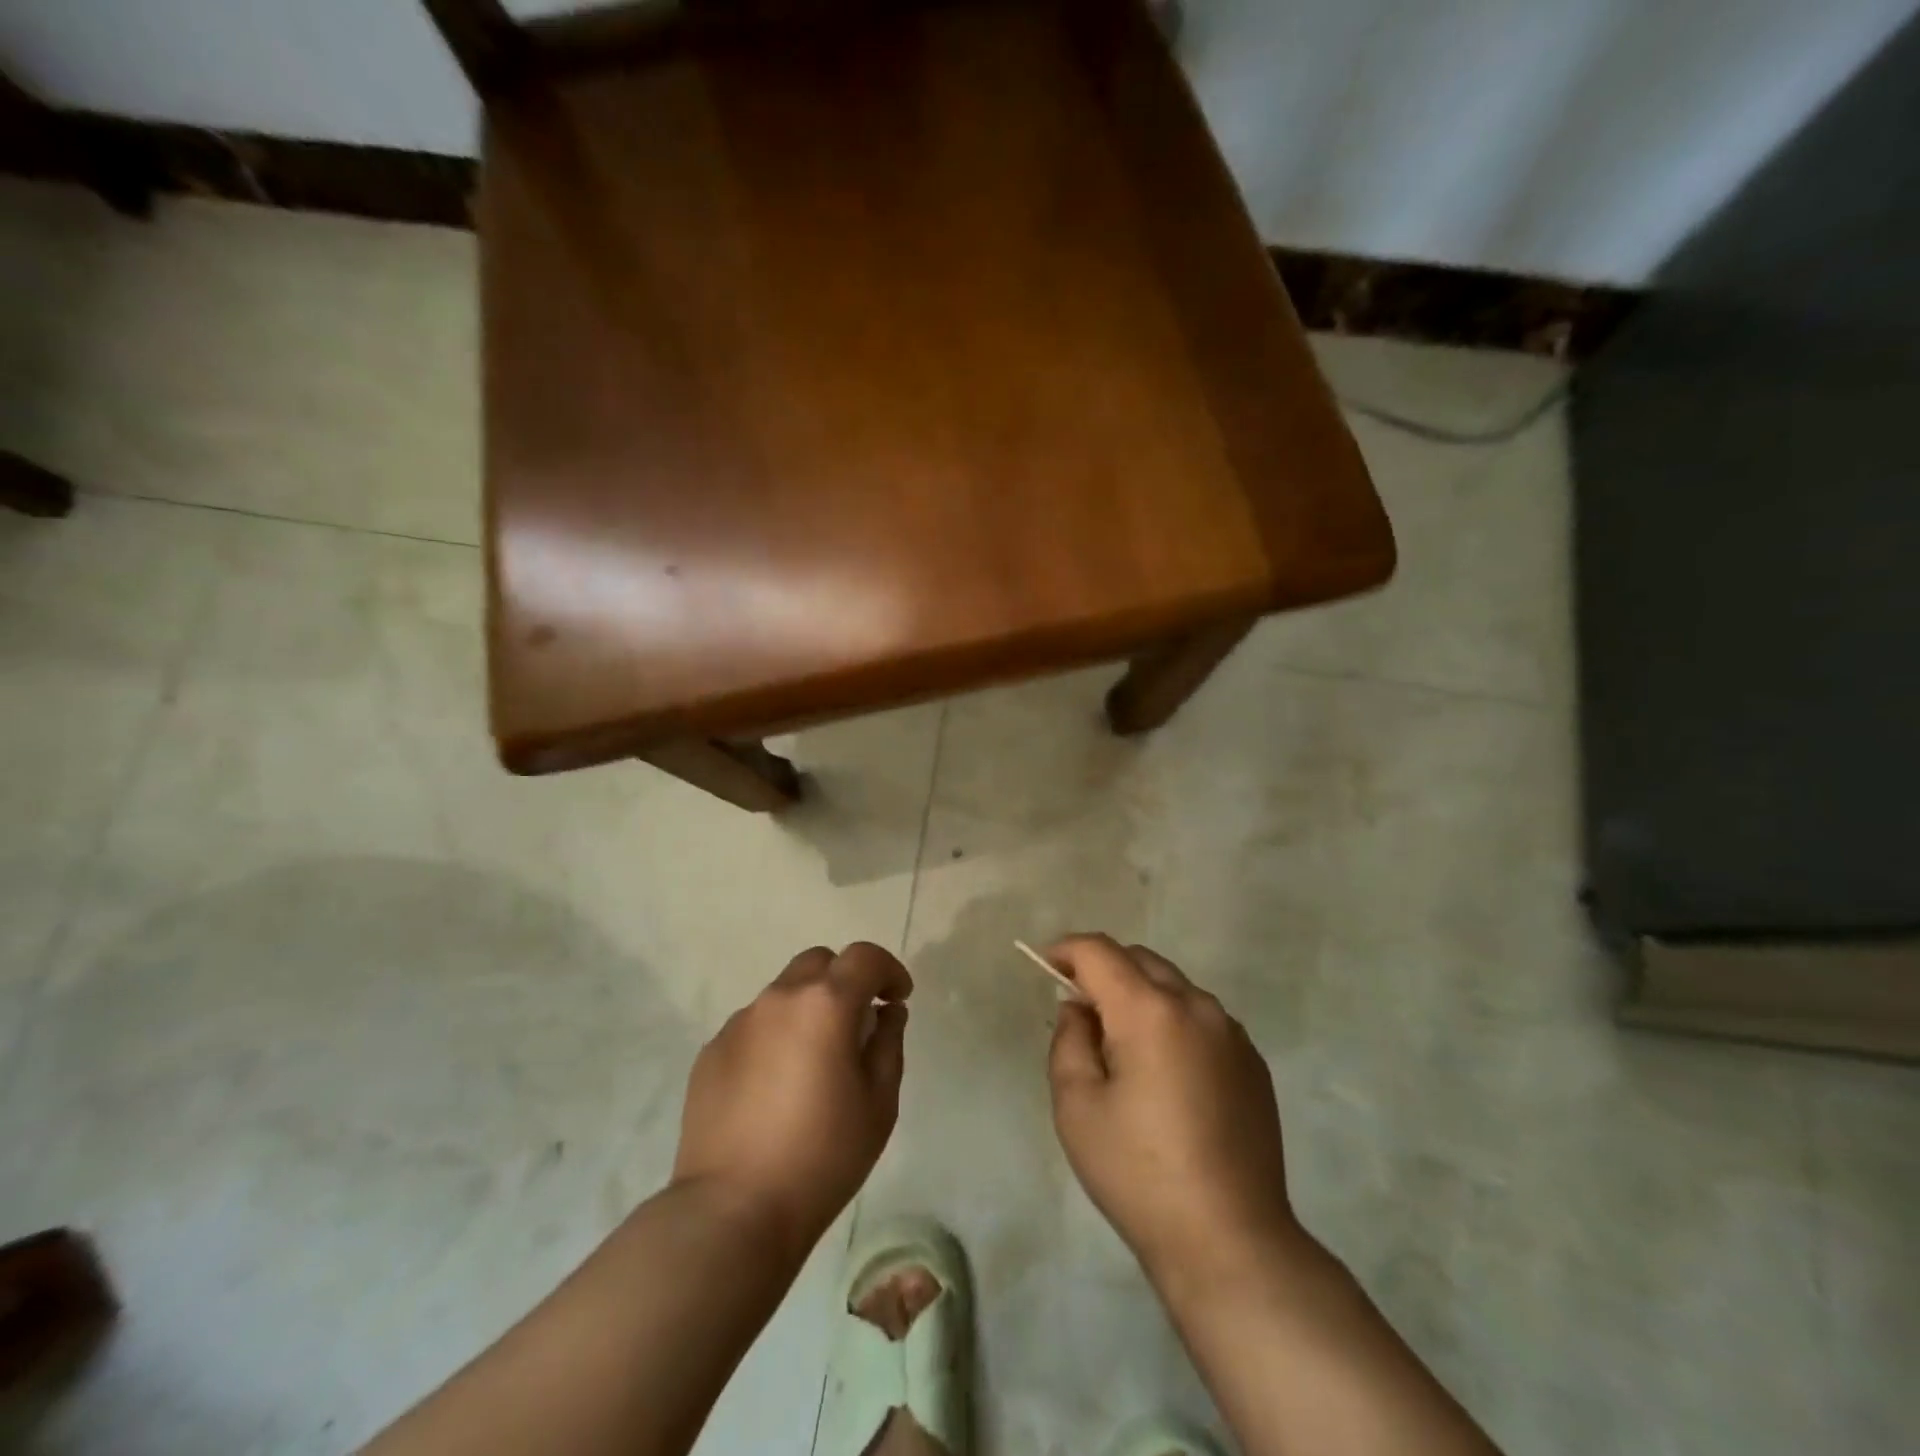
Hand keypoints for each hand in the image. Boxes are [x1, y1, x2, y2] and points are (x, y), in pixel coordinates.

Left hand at [672, 943, 910, 1259]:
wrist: (732, 1211)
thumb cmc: (822, 1156)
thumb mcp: (880, 1103)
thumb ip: (889, 1043)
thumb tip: (886, 1012)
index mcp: (825, 1004)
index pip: (864, 957)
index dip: (888, 970)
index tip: (897, 999)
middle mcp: (779, 999)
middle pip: (819, 963)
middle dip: (845, 981)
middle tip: (857, 1023)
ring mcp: (739, 1023)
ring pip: (783, 993)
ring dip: (807, 1009)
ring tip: (814, 1061)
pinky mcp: (710, 1052)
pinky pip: (754, 1026)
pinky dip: (775, 1037)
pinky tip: (776, 1087)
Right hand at [1047, 935, 1305, 1293]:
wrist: (1231, 1242)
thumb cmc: (1139, 1174)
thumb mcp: (1077, 1106)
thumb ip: (1069, 1040)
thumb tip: (1080, 1008)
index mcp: (1150, 1011)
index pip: (1100, 952)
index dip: (1066, 950)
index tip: (1045, 967)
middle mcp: (1196, 1006)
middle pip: (1140, 960)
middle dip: (1103, 970)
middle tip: (1080, 1010)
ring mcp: (1232, 1033)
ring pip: (1173, 987)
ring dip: (1140, 995)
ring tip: (1122, 1046)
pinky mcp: (1253, 1062)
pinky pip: (1201, 1018)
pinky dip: (1172, 1021)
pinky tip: (1165, 1073)